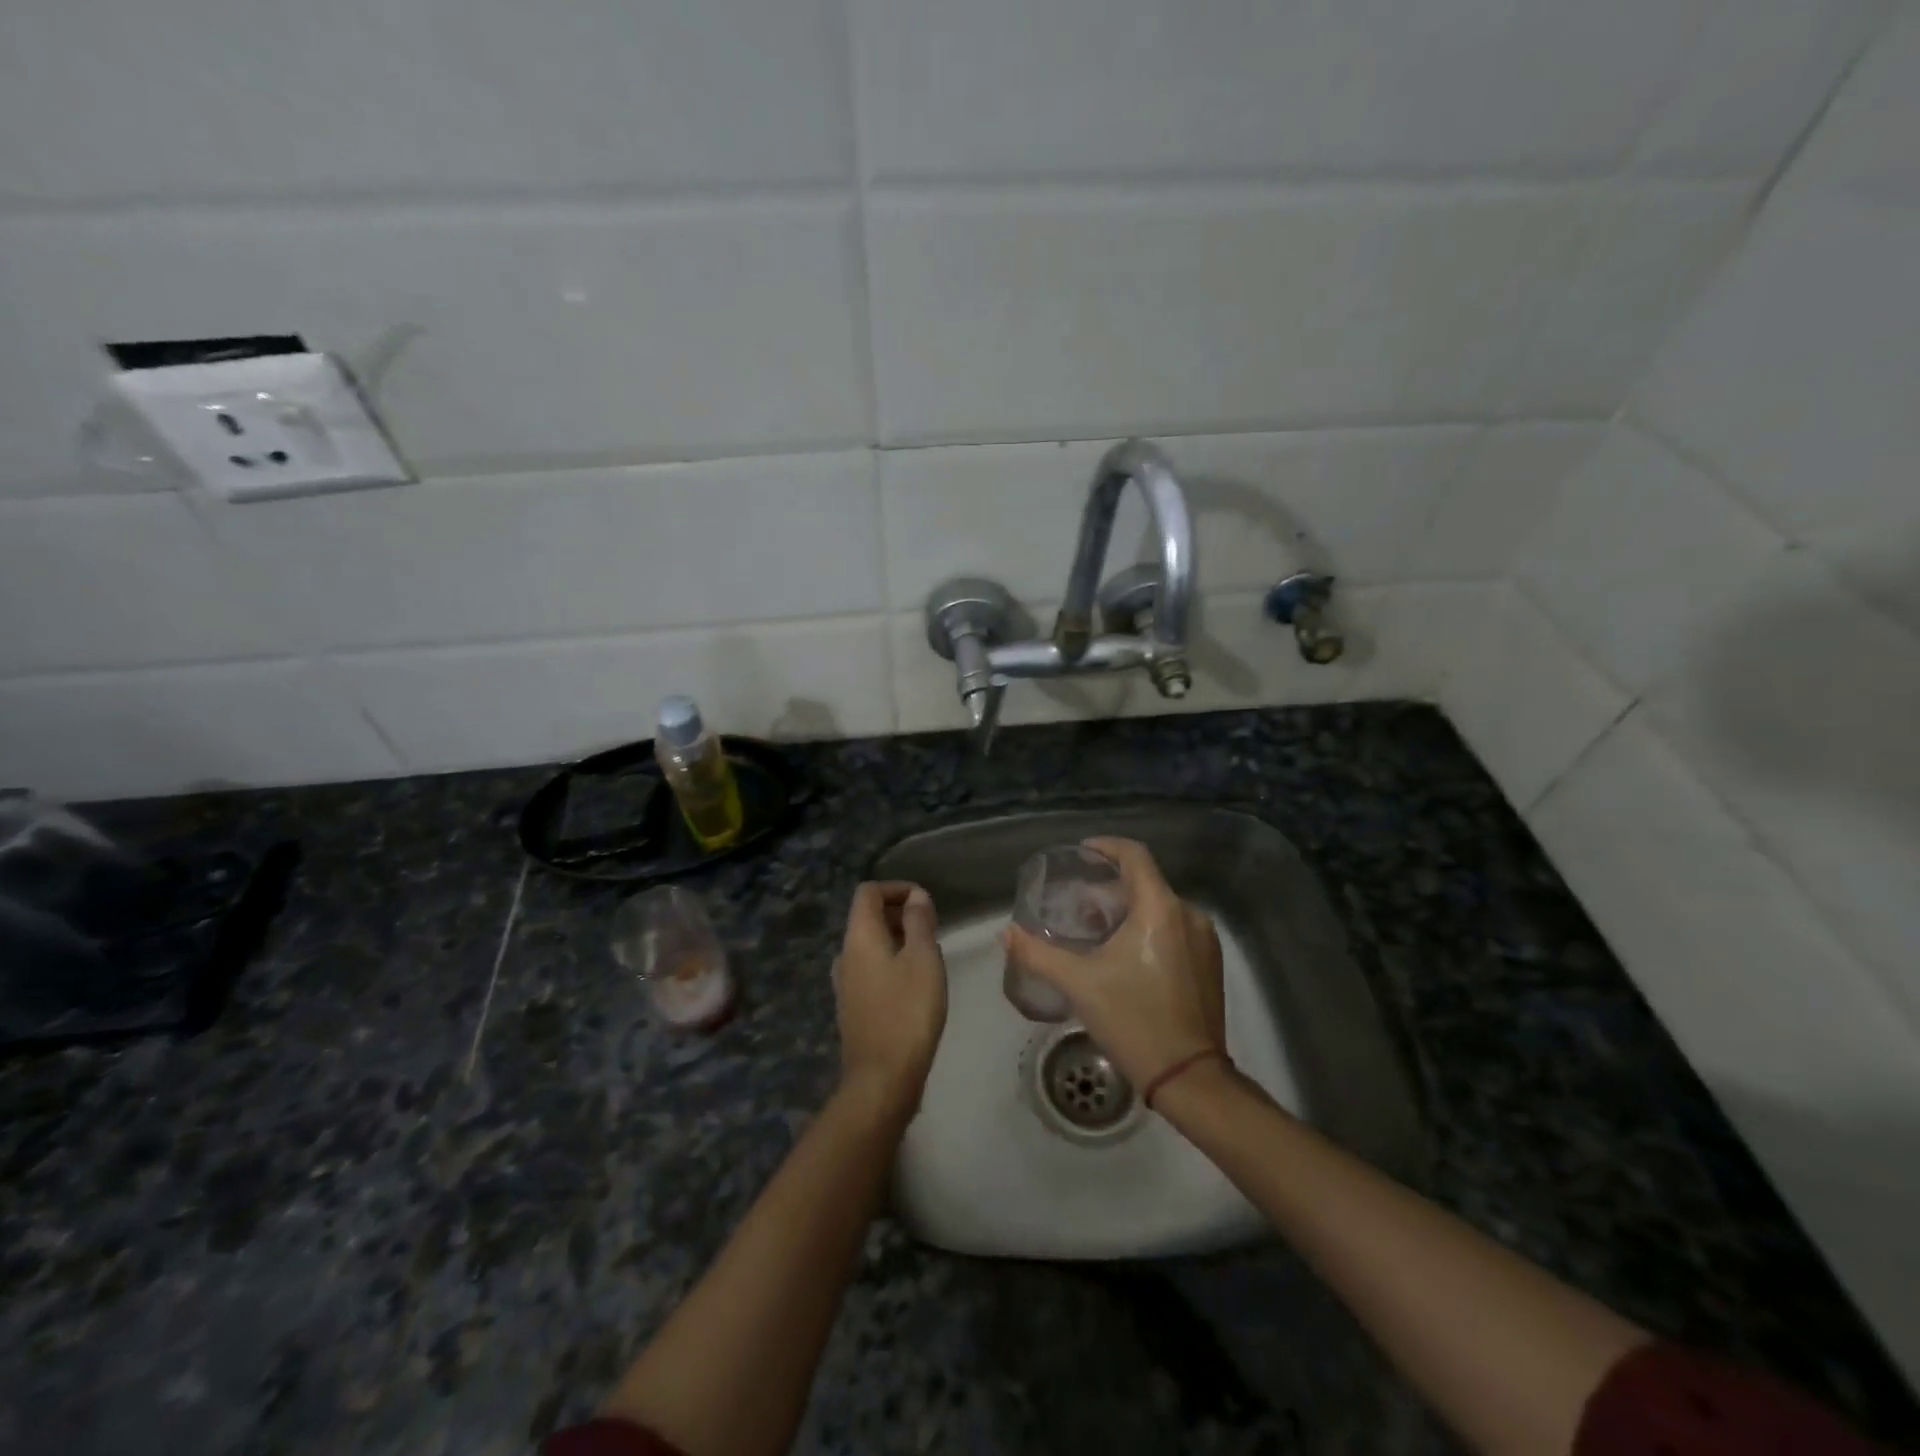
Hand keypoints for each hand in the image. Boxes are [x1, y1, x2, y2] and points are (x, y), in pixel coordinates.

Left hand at [833, 882, 947, 1114]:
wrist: (882, 1078)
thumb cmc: (908, 1011)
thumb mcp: (923, 959)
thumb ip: (919, 922)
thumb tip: (916, 896)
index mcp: (859, 937)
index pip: (868, 892)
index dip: (896, 888)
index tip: (925, 902)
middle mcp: (845, 954)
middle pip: (867, 917)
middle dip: (899, 913)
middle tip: (932, 927)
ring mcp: (845, 983)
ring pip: (870, 944)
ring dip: (897, 938)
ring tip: (928, 953)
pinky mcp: (853, 1006)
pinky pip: (870, 968)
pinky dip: (891, 961)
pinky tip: (915, 983)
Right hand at [1003, 837, 1224, 1088]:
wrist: (1189, 1077)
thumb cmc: (1133, 1021)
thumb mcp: (1079, 985)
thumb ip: (1038, 954)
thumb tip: (1006, 934)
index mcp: (1160, 908)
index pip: (1135, 855)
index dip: (1106, 847)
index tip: (1082, 852)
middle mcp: (1188, 914)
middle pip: (1145, 883)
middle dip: (1110, 888)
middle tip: (1078, 906)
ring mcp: (1204, 940)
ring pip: (1161, 907)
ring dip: (1128, 910)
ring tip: (1098, 932)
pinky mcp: (1211, 963)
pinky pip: (1176, 928)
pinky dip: (1149, 928)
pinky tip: (1127, 955)